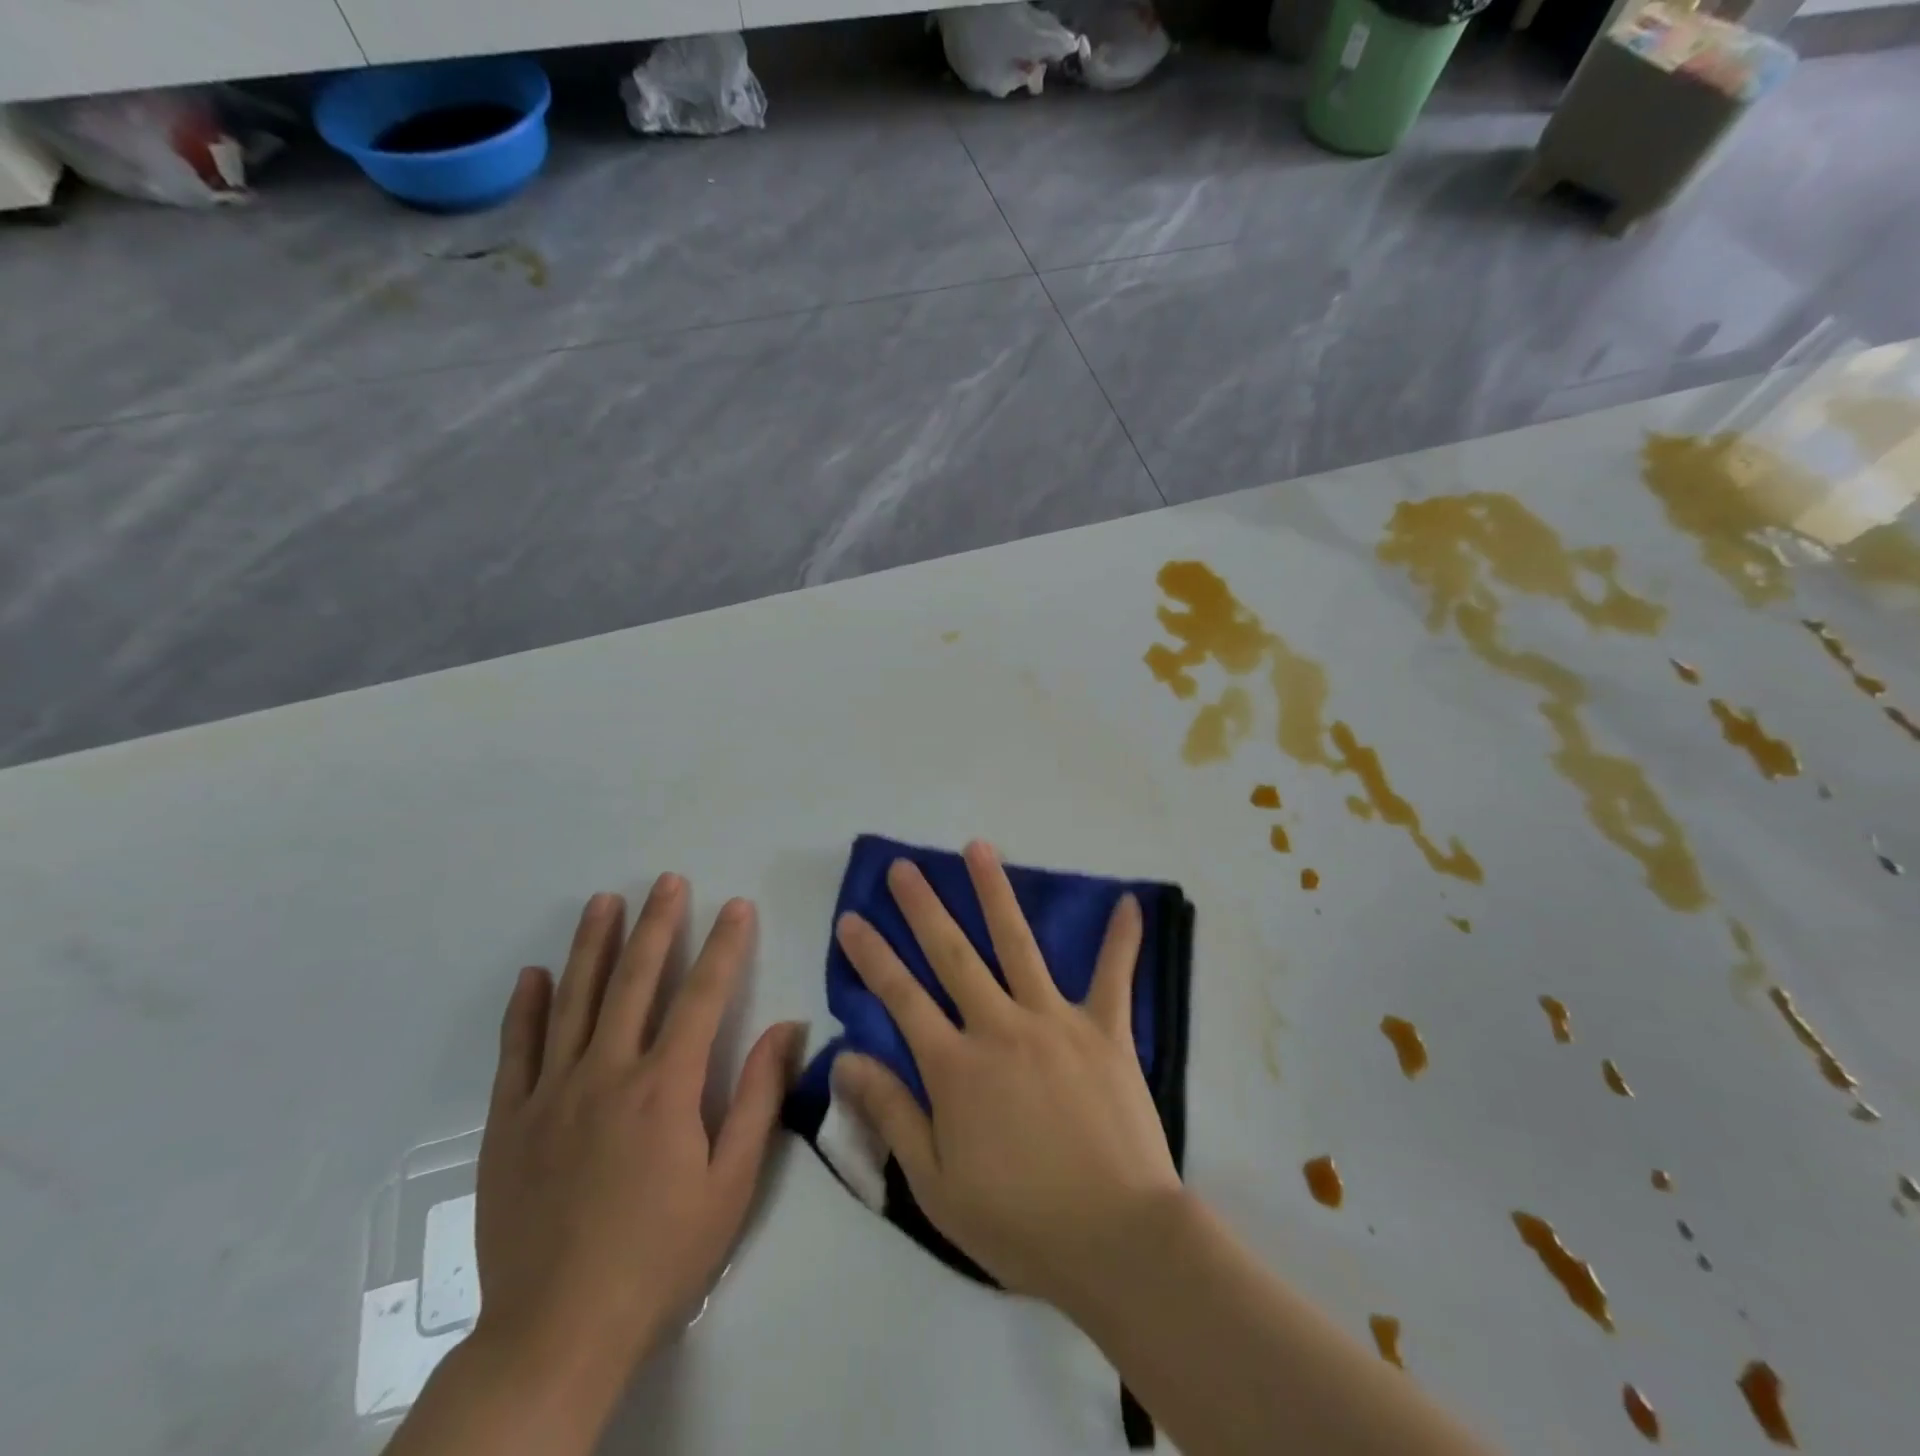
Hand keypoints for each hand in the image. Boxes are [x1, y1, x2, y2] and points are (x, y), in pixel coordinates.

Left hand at [472, 876, 804, 1402]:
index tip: (736, 905)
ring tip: (606, 901)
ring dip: (593, 945)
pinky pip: (516, 1051)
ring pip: (576, 1000)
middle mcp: (608, 1073)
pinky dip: (527, 1008)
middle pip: (636, 981)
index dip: (724, 946)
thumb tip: (786, 1029)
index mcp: (666, 1087)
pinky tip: (535, 975)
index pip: (703, 996)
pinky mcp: (509, 1122)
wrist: (557, 1333)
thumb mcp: (732, 1185)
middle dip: (658, 925)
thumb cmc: (660, 1256)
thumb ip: (757, 1099)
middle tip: (669, 881)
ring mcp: (552, 1094)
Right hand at [830, 841, 1180, 1307]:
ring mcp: (1056, 1021)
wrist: (1116, 1240)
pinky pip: (1114, 976)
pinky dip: (1122, 939)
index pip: (901, 997)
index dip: (872, 956)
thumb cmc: (1020, 1222)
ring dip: (995, 893)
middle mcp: (1000, 1026)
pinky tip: (1129, 902)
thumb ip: (892, 1114)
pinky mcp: (1106, 1030)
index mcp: (956, 1066)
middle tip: (905, 868)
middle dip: (923, 907)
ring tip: (978, 849)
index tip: (852, 918)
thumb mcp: (936, 1185)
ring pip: (1018, 944)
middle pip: (953, 954)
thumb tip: (844, 1059)